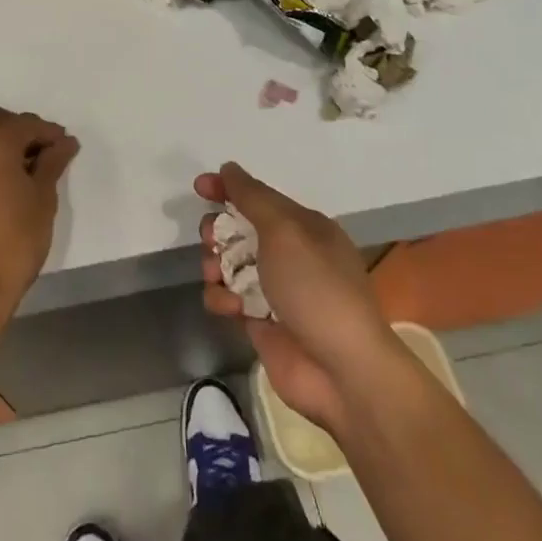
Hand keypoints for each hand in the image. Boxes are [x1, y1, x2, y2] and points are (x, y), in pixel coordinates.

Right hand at [196, 164, 390, 431]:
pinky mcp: (261, 321)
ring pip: (229, 264)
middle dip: (218, 231)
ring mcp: (275, 289)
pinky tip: (230, 308)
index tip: (199, 187)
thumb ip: (253, 197)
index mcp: (305, 227)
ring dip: (216, 265)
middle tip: (211, 240)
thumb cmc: (317, 288)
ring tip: (217, 276)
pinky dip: (222, 298)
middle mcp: (290, 255)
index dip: (228, 189)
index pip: (259, 197)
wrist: (342, 371)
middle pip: (240, 230)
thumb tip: (230, 169)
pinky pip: (228, 298)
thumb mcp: (286, 231)